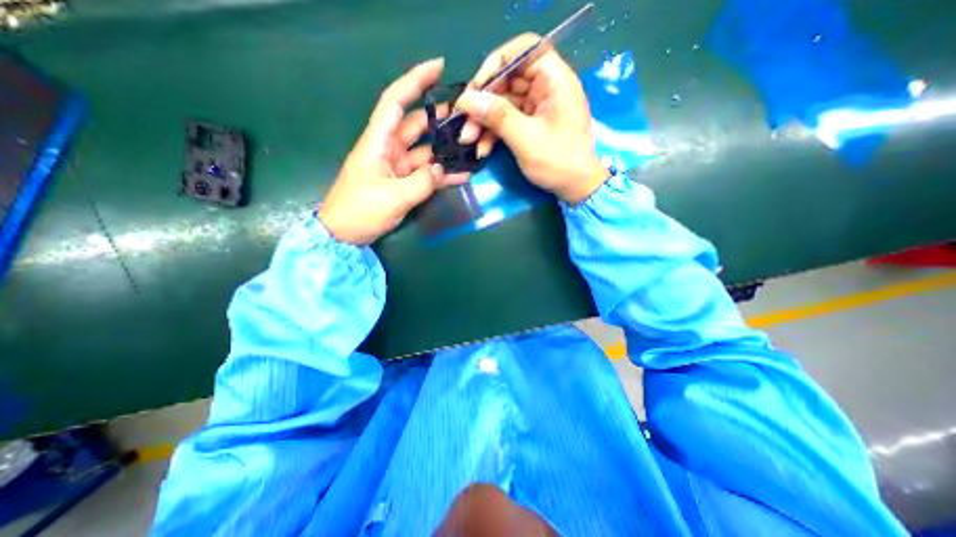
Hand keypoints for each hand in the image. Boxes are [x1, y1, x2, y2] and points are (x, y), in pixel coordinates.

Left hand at [319, 56, 469, 244]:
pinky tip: (462, 175)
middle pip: (417, 125)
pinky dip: (442, 174)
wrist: (344, 234)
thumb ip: (422, 183)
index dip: (415, 81)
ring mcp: (398, 167)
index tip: (439, 67)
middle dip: (440, 118)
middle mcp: (389, 149)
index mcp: (378, 142)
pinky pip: (426, 174)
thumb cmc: (359, 211)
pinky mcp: (403, 183)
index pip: (396, 101)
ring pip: (426, 151)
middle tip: (467, 116)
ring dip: (446, 150)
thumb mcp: (392, 198)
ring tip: (471, 146)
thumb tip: (442, 170)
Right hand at [453, 33, 602, 202]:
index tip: (476, 87)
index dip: (497, 63)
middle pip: (508, 80)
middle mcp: (546, 87)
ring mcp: (537, 106)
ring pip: (503, 103)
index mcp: (554, 80)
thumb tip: (466, 99)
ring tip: (468, 140)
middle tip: (464, 122)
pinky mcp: (531, 123)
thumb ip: (497, 116)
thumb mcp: (526, 139)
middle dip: (483, 102)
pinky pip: (507, 120)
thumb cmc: (558, 162)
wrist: (575, 188)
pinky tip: (482, 149)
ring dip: (483, 121)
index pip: (523, 50)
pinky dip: (493, 133)